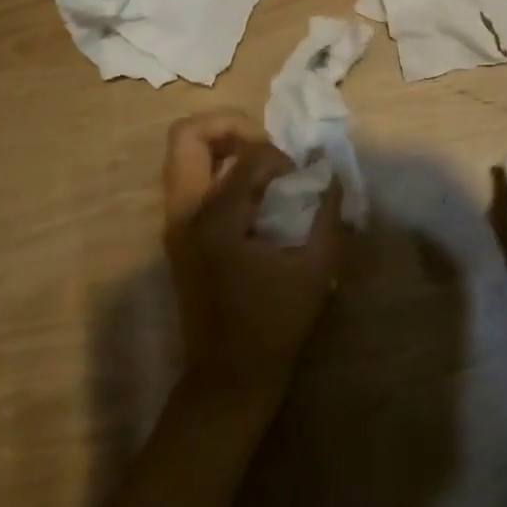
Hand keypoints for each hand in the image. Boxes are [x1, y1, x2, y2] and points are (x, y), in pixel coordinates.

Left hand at [161, 111, 343, 414]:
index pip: (245, 157)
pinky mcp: (178, 234)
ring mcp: (175, 223)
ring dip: (223, 145)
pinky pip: (190, 178)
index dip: (278, 157)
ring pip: (184, 154)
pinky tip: (252, 192)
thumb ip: (326, 215)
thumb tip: (331, 174)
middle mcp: (185, 213)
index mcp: (215, 221)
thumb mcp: (314, 269)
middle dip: (230, 126)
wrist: (228, 380)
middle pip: (188, 136)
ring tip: (261, 165)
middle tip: (266, 146)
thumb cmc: (273, 326)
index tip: (300, 178)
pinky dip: (219, 168)